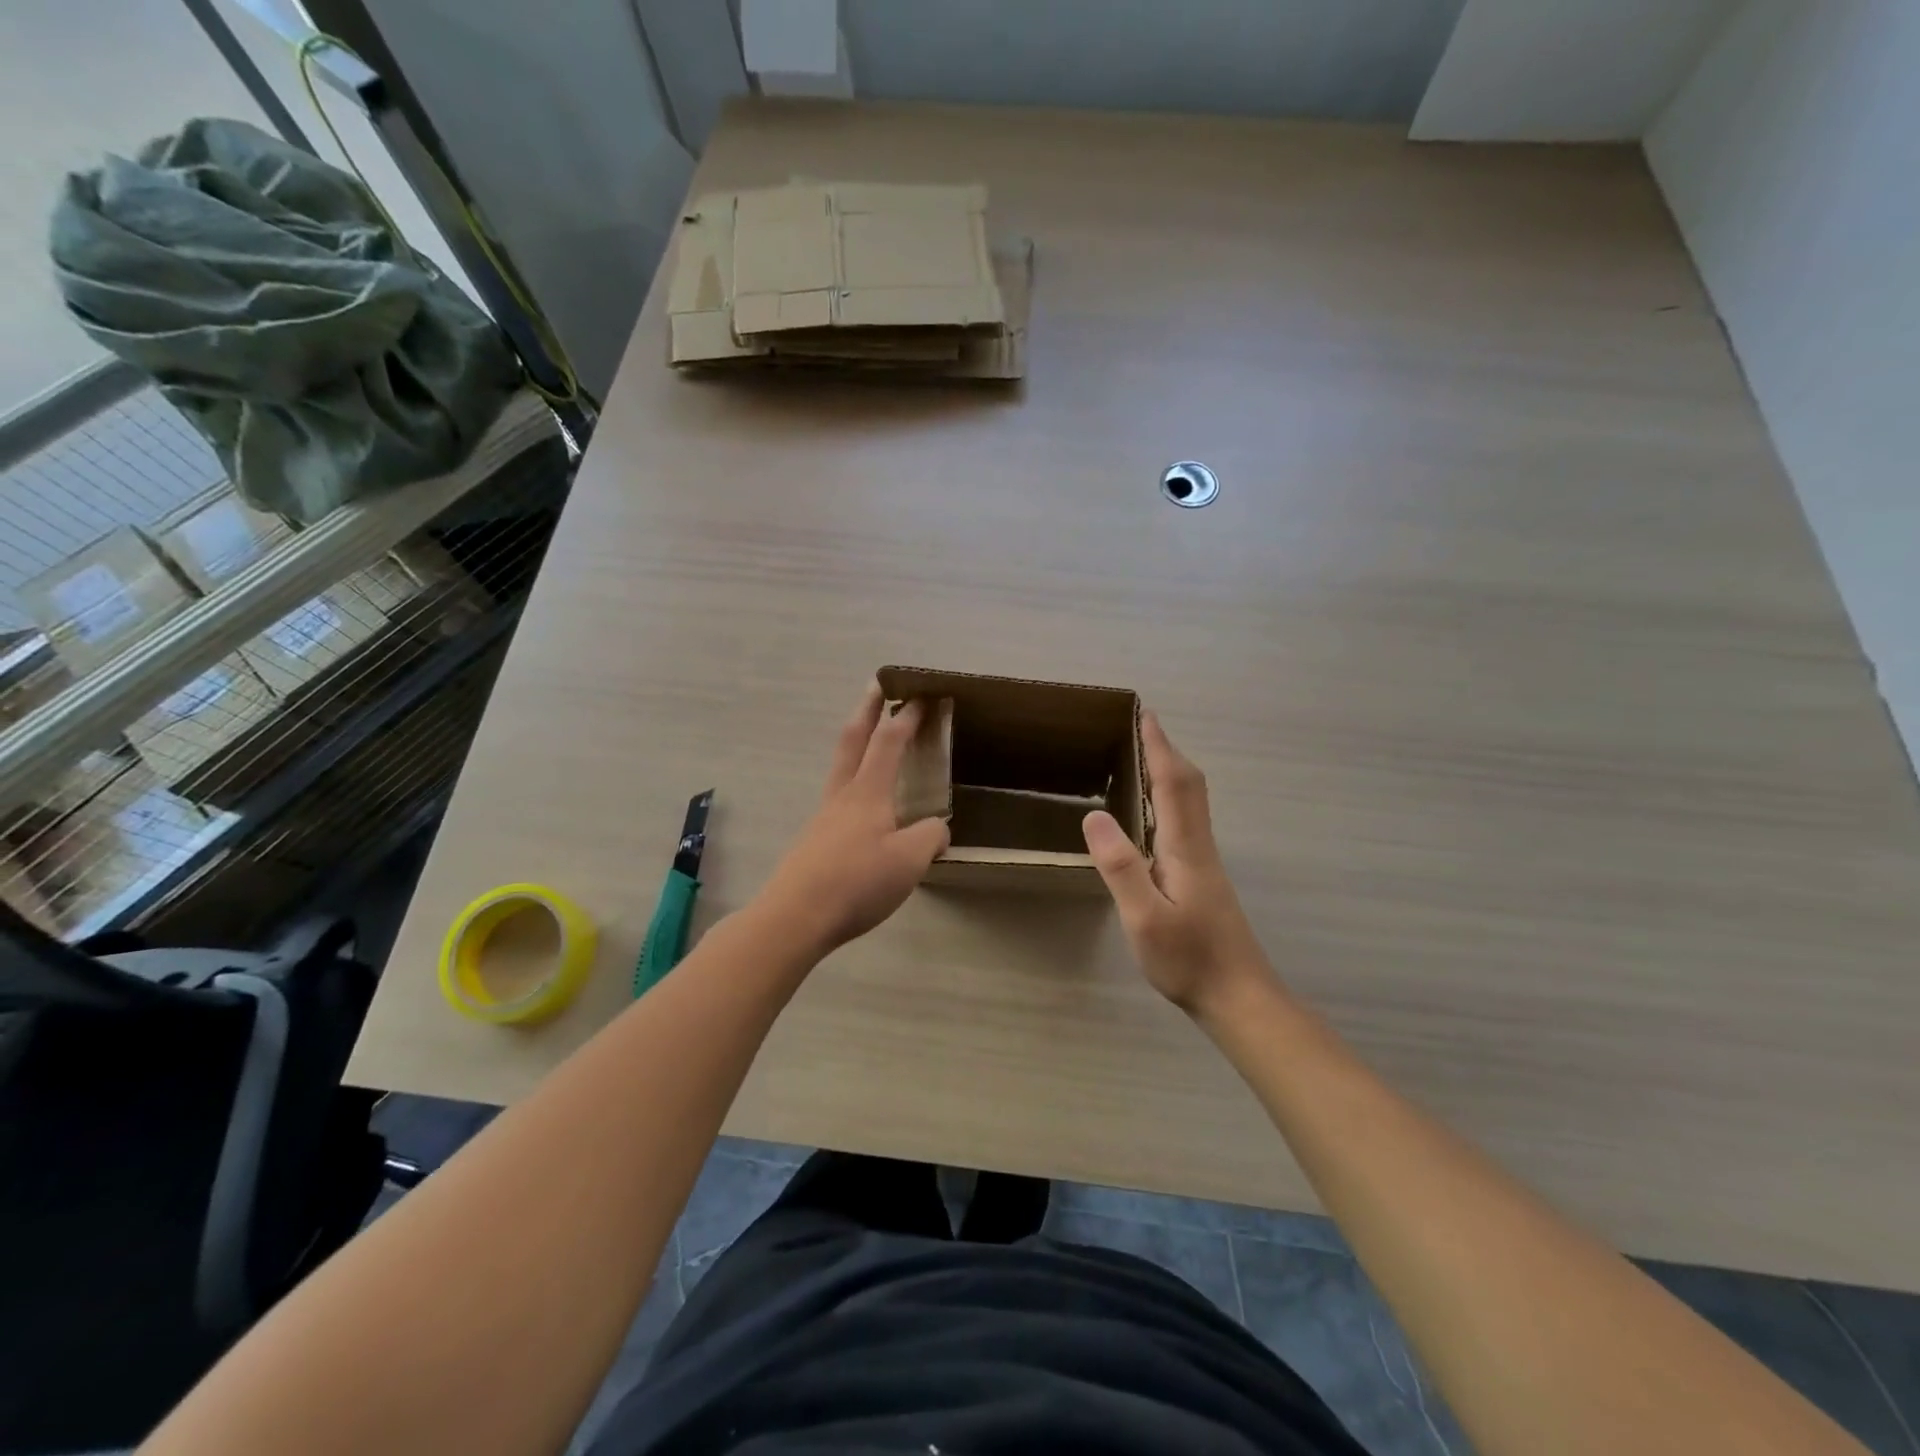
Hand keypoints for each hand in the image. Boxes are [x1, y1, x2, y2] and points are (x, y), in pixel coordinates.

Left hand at [759, 683, 950, 955]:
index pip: (889, 741)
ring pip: (842, 767)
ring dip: (857, 744)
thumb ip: (930, 837)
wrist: (795, 916)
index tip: (920, 695)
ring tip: (872, 742)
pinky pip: (839, 798)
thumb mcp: (910, 860)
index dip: (906, 716)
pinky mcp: (815, 840)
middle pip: (853, 739)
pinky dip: (854, 782)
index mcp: (868, 792)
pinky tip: (866, 809)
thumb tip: (936, 828)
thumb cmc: (857, 882)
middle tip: (876, 685)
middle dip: (867, 709)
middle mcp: (842, 795)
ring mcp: (824, 816)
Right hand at [1082, 712, 1278, 1018]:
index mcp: (1185, 848)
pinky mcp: (1203, 879)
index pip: (1174, 783)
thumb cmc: (1189, 960)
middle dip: (1168, 751)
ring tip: (1145, 758)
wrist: (1239, 998)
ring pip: (1191, 802)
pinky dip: (1171, 798)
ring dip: (1171, 772)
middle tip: (1143, 727)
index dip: (1159, 747)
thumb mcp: (1144, 918)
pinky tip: (1154, 814)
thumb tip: (1094, 815)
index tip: (1145, 715)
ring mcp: (1204, 863)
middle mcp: (1199, 847)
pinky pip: (1186, 820)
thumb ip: (1121, 867)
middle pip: (1190, 785)